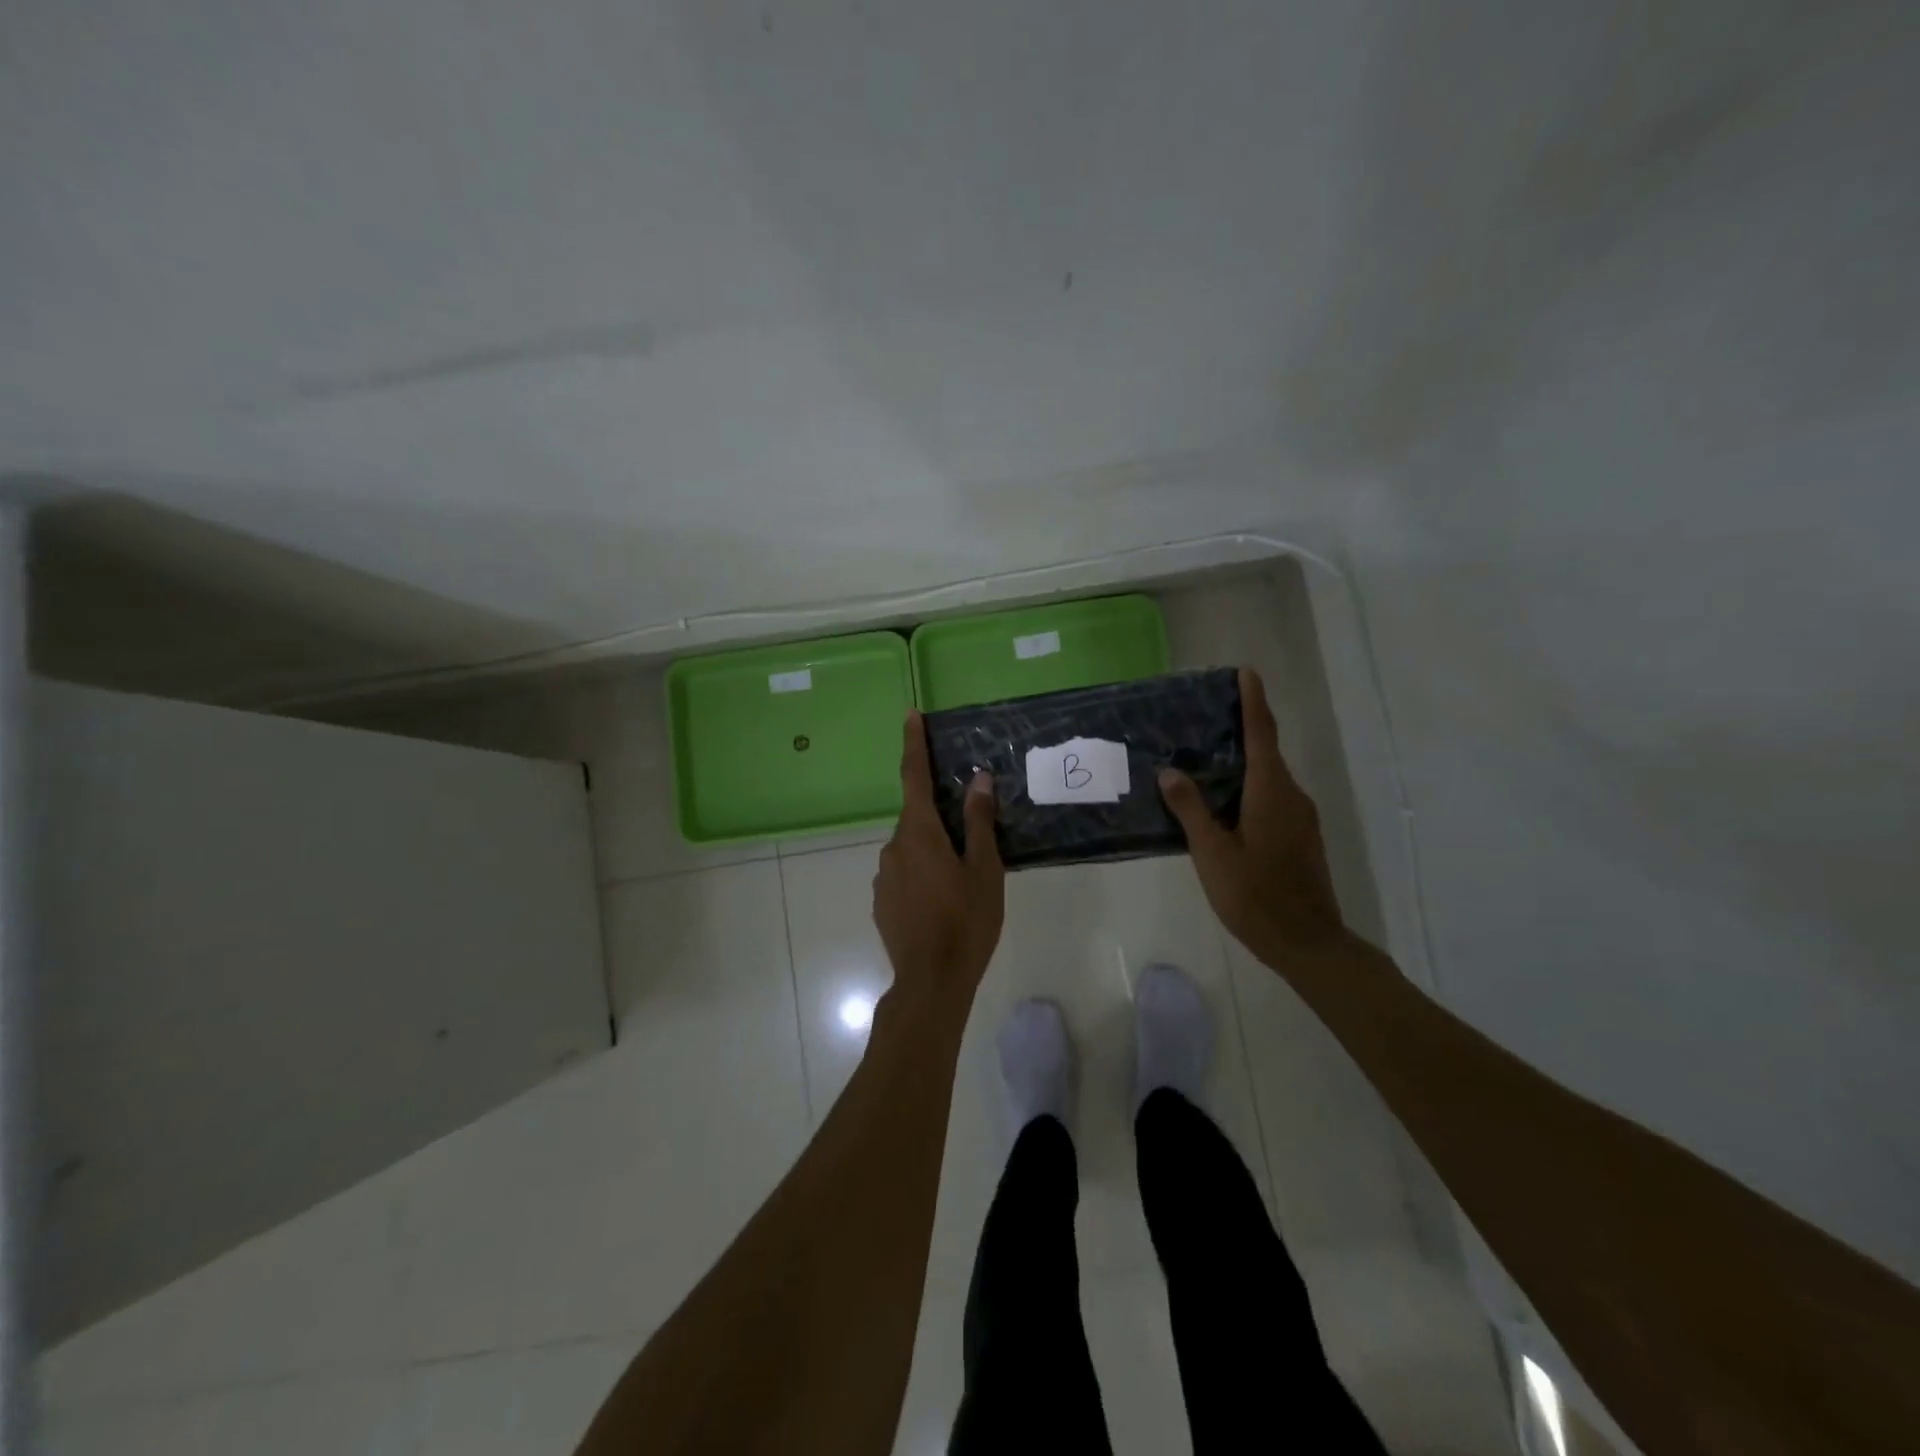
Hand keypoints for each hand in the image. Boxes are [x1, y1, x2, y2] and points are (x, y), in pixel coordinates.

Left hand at [872, 712, 1004, 1010]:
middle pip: (918, 817)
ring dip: (933, 852)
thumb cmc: (966, 921)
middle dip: (941, 819)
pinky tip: (941, 904)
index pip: (914, 776)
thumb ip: (978, 821)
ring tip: (961, 883)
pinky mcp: (881, 900)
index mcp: (919, 832)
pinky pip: (904, 873)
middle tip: (971, 843)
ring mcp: (883, 875)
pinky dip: (922, 875)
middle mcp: (893, 846)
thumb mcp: (984, 869)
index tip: (911, 715)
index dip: (914, 744)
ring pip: (912, 848)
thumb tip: (978, 778)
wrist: (931, 981)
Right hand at [1158, 668, 1347, 966]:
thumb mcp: (1213, 853)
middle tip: (1205, 717)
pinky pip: (1272, 798)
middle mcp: (1291, 796)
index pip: (1262, 734)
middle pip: (1266, 751)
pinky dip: (1249, 788)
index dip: (1253, 701)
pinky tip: (1223, 804)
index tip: (1246, 672)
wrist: (1308, 943)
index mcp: (1271, 792)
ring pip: (1268, 778)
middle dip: (1242, 729)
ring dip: (1242, 762)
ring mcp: (1300, 817)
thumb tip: (1170, 772)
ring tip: (1204, 759)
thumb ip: (1191, 810)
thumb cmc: (1255, 896)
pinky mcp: (1300, 837)